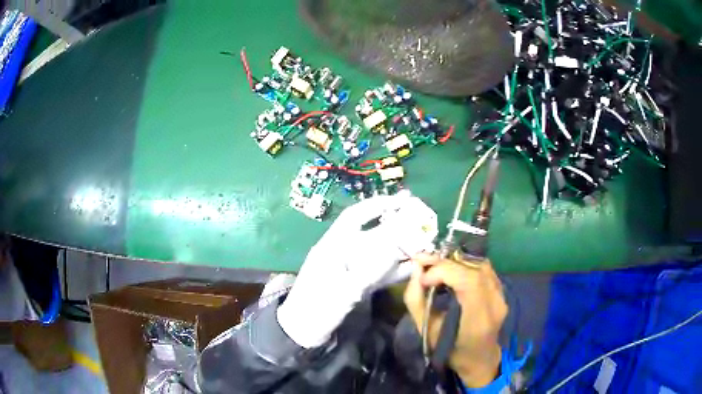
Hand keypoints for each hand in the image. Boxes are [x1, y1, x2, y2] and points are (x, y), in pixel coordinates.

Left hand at [278, 193, 437, 347]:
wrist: (303, 332)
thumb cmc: (315, 309)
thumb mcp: (340, 292)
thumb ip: (368, 272)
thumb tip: (395, 250)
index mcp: (332, 246)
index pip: (354, 217)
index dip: (376, 206)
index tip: (400, 201)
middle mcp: (343, 253)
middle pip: (373, 234)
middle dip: (396, 226)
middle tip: (422, 221)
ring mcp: (352, 269)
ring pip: (379, 253)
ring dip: (400, 249)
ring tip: (424, 243)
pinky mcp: (357, 284)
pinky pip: (380, 272)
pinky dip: (395, 269)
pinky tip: (412, 267)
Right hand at [404, 254, 506, 387]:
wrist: (479, 358)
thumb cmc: (449, 350)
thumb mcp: (426, 331)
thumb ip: (416, 300)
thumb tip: (416, 268)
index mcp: (478, 320)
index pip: (470, 281)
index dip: (445, 271)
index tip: (423, 279)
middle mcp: (495, 304)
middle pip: (474, 269)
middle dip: (446, 263)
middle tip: (424, 265)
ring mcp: (502, 296)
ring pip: (480, 264)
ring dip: (455, 262)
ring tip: (436, 268)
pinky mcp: (502, 291)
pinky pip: (484, 269)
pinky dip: (465, 265)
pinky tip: (453, 272)